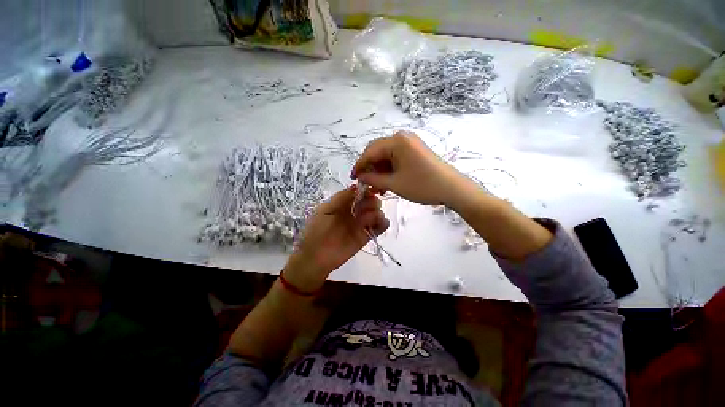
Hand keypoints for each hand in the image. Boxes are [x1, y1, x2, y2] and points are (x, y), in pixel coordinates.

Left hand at [283, 186, 388, 291]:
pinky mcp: (366, 236)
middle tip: (364, 209)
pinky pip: (380, 227)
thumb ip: (341, 197)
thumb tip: (357, 186)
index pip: (359, 193)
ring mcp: (361, 224)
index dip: (366, 190)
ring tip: (366, 220)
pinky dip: (383, 222)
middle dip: (371, 201)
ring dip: (376, 212)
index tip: (370, 190)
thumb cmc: (316, 229)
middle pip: (371, 201)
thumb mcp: (325, 209)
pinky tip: (380, 223)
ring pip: (377, 212)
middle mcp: (354, 212)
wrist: (315, 256)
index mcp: (344, 204)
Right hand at [351, 131, 469, 205]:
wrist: (452, 188)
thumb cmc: (422, 185)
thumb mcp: (394, 184)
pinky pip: (395, 157)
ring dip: (379, 170)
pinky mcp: (415, 150)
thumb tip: (360, 177)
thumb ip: (373, 179)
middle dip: (370, 168)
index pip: (370, 152)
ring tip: (377, 187)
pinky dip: (389, 169)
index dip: (360, 165)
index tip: (353, 178)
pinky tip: (387, 182)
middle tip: (366, 184)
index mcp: (396, 141)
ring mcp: (410, 143)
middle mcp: (402, 137)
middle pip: (377, 151)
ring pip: (386, 155)